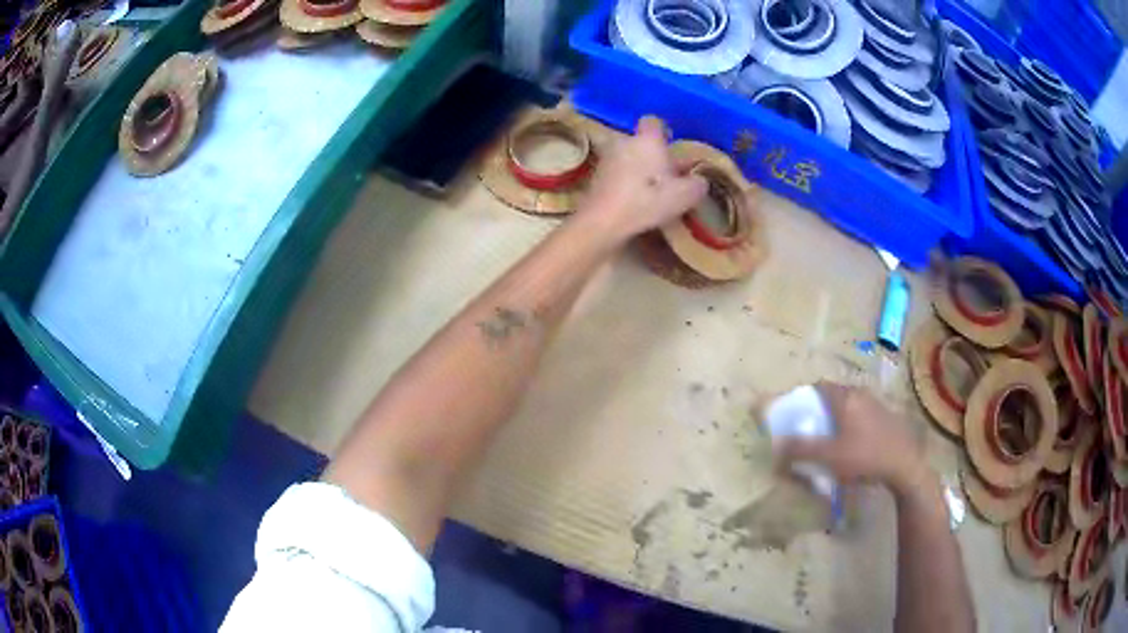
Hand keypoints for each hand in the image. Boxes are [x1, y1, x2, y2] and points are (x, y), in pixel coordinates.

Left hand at [576, 116, 707, 243]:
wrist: (602, 222)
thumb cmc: (647, 201)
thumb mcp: (685, 196)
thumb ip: (697, 185)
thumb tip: (699, 180)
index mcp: (647, 140)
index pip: (654, 121)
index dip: (664, 132)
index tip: (672, 146)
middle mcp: (624, 143)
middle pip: (640, 142)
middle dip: (651, 155)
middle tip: (666, 174)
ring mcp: (606, 160)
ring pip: (627, 158)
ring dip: (637, 169)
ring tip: (650, 191)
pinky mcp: (594, 179)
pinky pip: (616, 175)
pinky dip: (625, 183)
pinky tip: (634, 202)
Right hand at [775, 383, 928, 495]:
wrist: (904, 465)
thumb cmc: (864, 457)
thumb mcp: (829, 457)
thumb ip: (801, 449)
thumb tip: (777, 445)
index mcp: (845, 398)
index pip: (819, 386)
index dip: (804, 396)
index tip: (795, 412)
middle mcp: (860, 394)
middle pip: (834, 394)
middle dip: (820, 408)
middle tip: (810, 428)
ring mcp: (876, 404)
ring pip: (849, 404)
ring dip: (837, 417)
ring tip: (829, 439)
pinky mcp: (886, 417)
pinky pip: (861, 414)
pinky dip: (851, 424)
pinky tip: (852, 444)